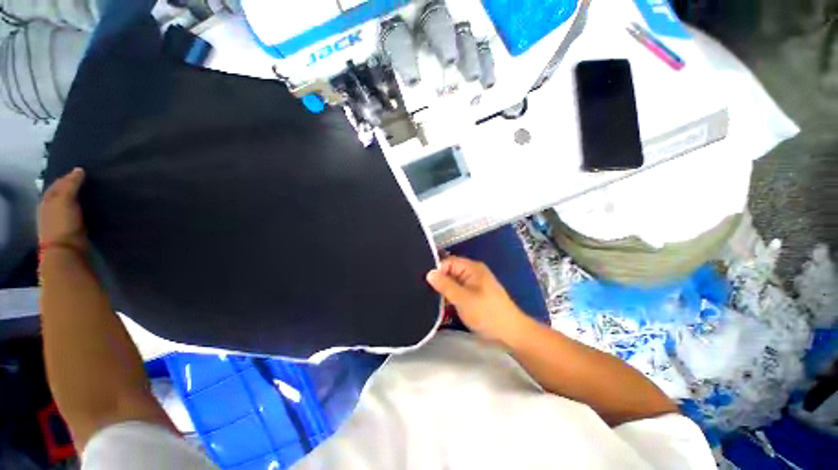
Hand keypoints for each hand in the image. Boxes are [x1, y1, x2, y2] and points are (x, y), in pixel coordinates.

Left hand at [39, 168, 87, 251]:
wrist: (66, 251)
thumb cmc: (62, 223)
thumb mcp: (65, 199)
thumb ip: (72, 184)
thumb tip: (80, 170)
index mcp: (47, 200)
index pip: (58, 184)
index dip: (68, 177)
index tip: (83, 172)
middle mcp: (50, 209)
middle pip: (62, 194)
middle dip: (72, 188)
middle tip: (88, 182)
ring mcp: (60, 221)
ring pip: (69, 205)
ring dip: (78, 200)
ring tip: (92, 194)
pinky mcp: (71, 230)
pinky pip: (77, 215)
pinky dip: (83, 210)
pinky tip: (91, 209)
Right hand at [426, 256, 526, 342]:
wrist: (510, 333)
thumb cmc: (486, 313)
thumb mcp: (463, 299)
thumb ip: (445, 285)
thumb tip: (429, 273)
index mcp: (472, 268)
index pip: (448, 262)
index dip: (437, 271)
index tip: (426, 284)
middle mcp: (473, 273)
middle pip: (450, 271)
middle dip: (439, 281)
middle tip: (426, 292)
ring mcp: (474, 285)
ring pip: (453, 283)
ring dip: (445, 291)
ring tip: (431, 300)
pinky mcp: (475, 296)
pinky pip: (458, 291)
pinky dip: (451, 297)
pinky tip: (442, 305)